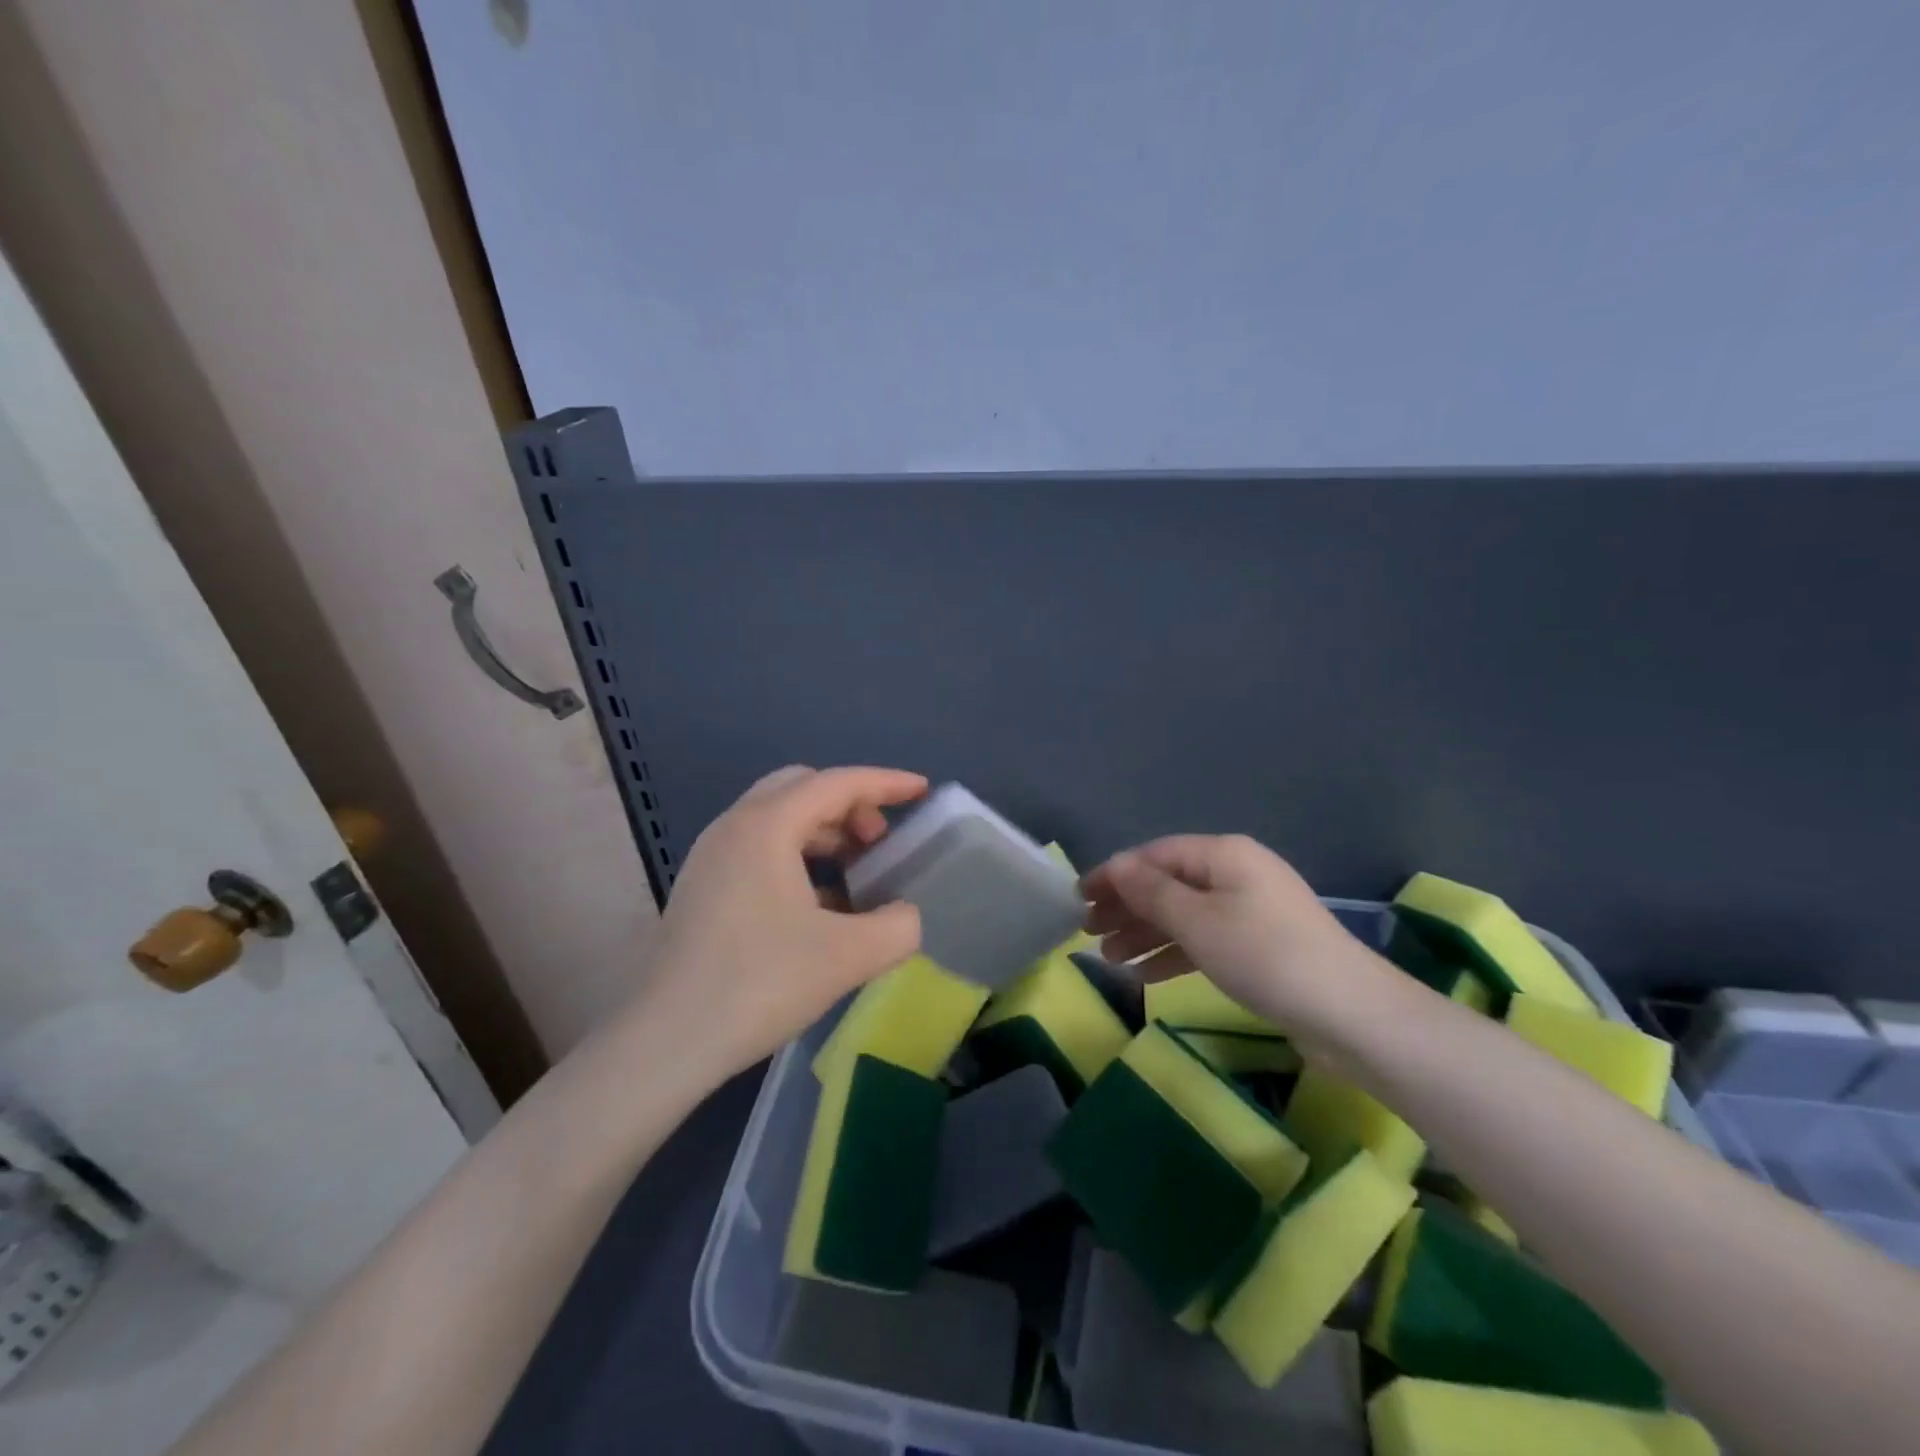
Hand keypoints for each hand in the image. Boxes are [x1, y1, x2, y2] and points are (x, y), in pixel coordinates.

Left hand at [634, 766, 927, 1077]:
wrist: (666, 1042)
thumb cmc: (760, 984)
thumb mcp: (849, 956)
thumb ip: (898, 926)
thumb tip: (904, 914)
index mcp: (767, 826)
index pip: (837, 783)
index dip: (885, 783)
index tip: (922, 791)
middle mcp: (734, 826)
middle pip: (803, 788)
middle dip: (851, 805)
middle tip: (881, 843)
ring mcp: (711, 856)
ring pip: (779, 818)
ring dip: (824, 832)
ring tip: (857, 873)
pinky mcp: (702, 887)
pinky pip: (760, 848)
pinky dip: (798, 855)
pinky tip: (820, 903)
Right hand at [1082, 834, 1376, 1040]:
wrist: (1351, 1014)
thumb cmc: (1264, 955)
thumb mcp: (1198, 921)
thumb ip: (1151, 891)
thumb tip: (1116, 865)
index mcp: (1222, 854)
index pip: (1154, 855)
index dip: (1113, 874)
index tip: (1078, 899)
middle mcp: (1235, 874)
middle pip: (1167, 883)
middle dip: (1125, 907)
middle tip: (1087, 933)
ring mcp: (1249, 911)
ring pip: (1183, 914)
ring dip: (1144, 934)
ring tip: (1109, 960)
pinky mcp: (1258, 946)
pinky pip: (1204, 940)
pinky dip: (1173, 954)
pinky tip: (1144, 976)